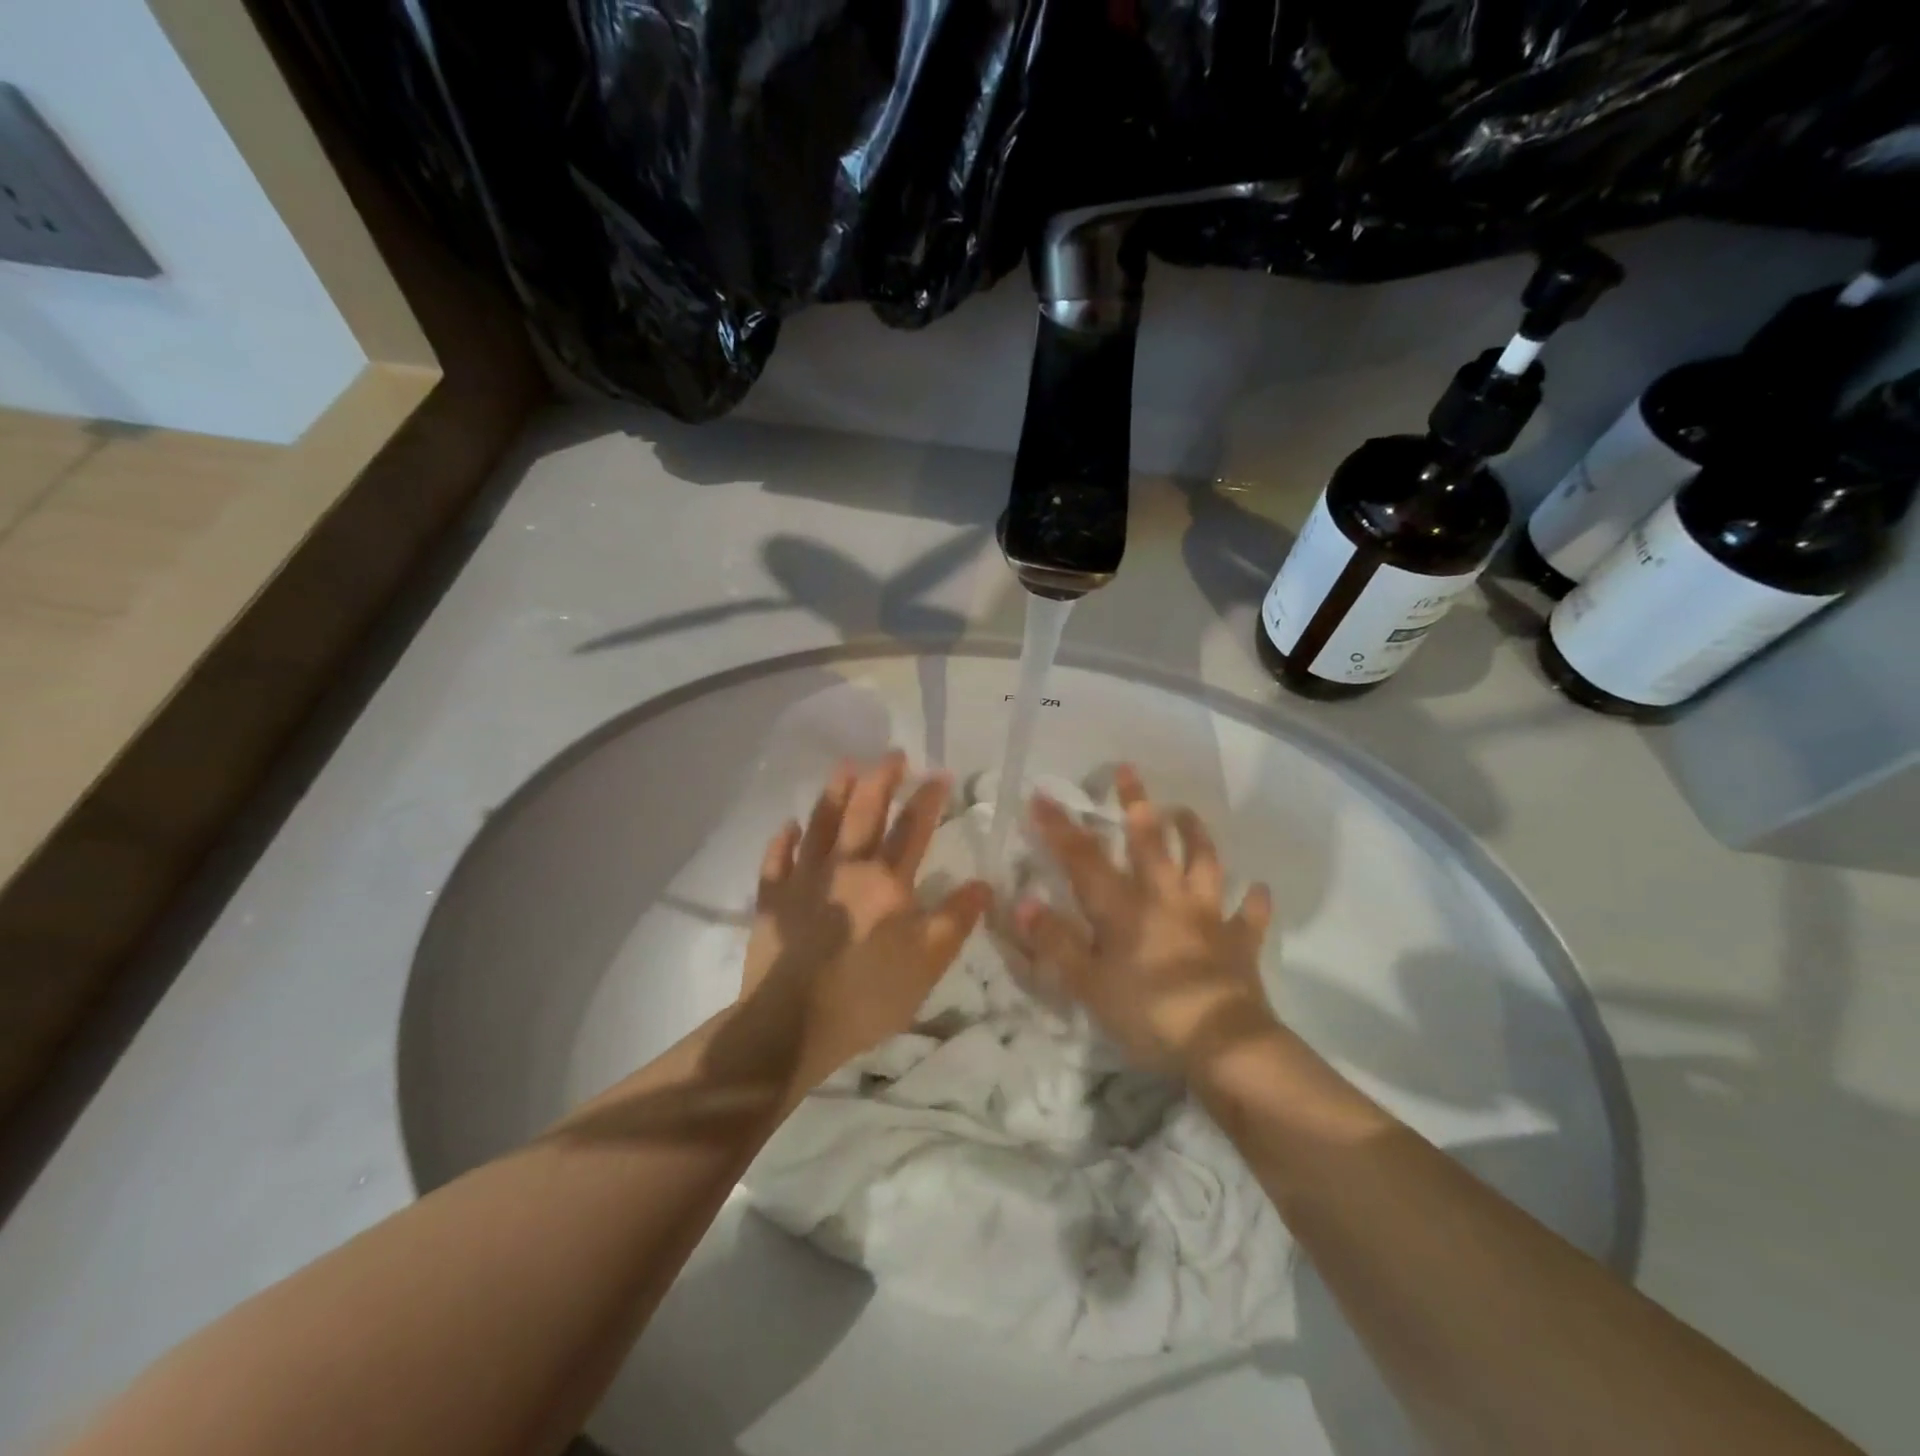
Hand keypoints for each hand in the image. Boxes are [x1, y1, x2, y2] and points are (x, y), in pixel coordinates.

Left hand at [742, 752, 990, 1091]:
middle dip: (881, 779)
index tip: (939, 773)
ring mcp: (804, 880)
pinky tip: (788, 825)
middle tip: (892, 753)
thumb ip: (955, 920)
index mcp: (887, 882)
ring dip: (834, 793)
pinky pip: (776, 860)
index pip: (912, 829)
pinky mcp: (772, 900)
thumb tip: (983, 884)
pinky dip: (783, 840)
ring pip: (820, 825)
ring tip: (845, 766)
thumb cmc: (867, 995)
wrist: (791, 1024)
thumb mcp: (927, 965)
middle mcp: (846, 868)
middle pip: (865, 813)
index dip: (927, 799)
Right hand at [1013, 764, 1275, 1073]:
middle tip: (1128, 770)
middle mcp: (1166, 898)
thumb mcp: (1088, 984)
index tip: (1042, 796)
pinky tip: (1257, 889)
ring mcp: (1207, 916)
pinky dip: (1252, 901)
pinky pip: (1248, 916)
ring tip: (1186, 812)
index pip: (1084, 859)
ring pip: (1204, 863)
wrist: (1223, 1045)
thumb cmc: (1148, 1013)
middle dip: (1136, 803)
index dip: (1060, 828)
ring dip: (1195, 835)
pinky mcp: (1239, 942)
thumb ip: (1055, 941)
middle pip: (1150, 842)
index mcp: (1124, 908)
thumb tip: (1023, 901)